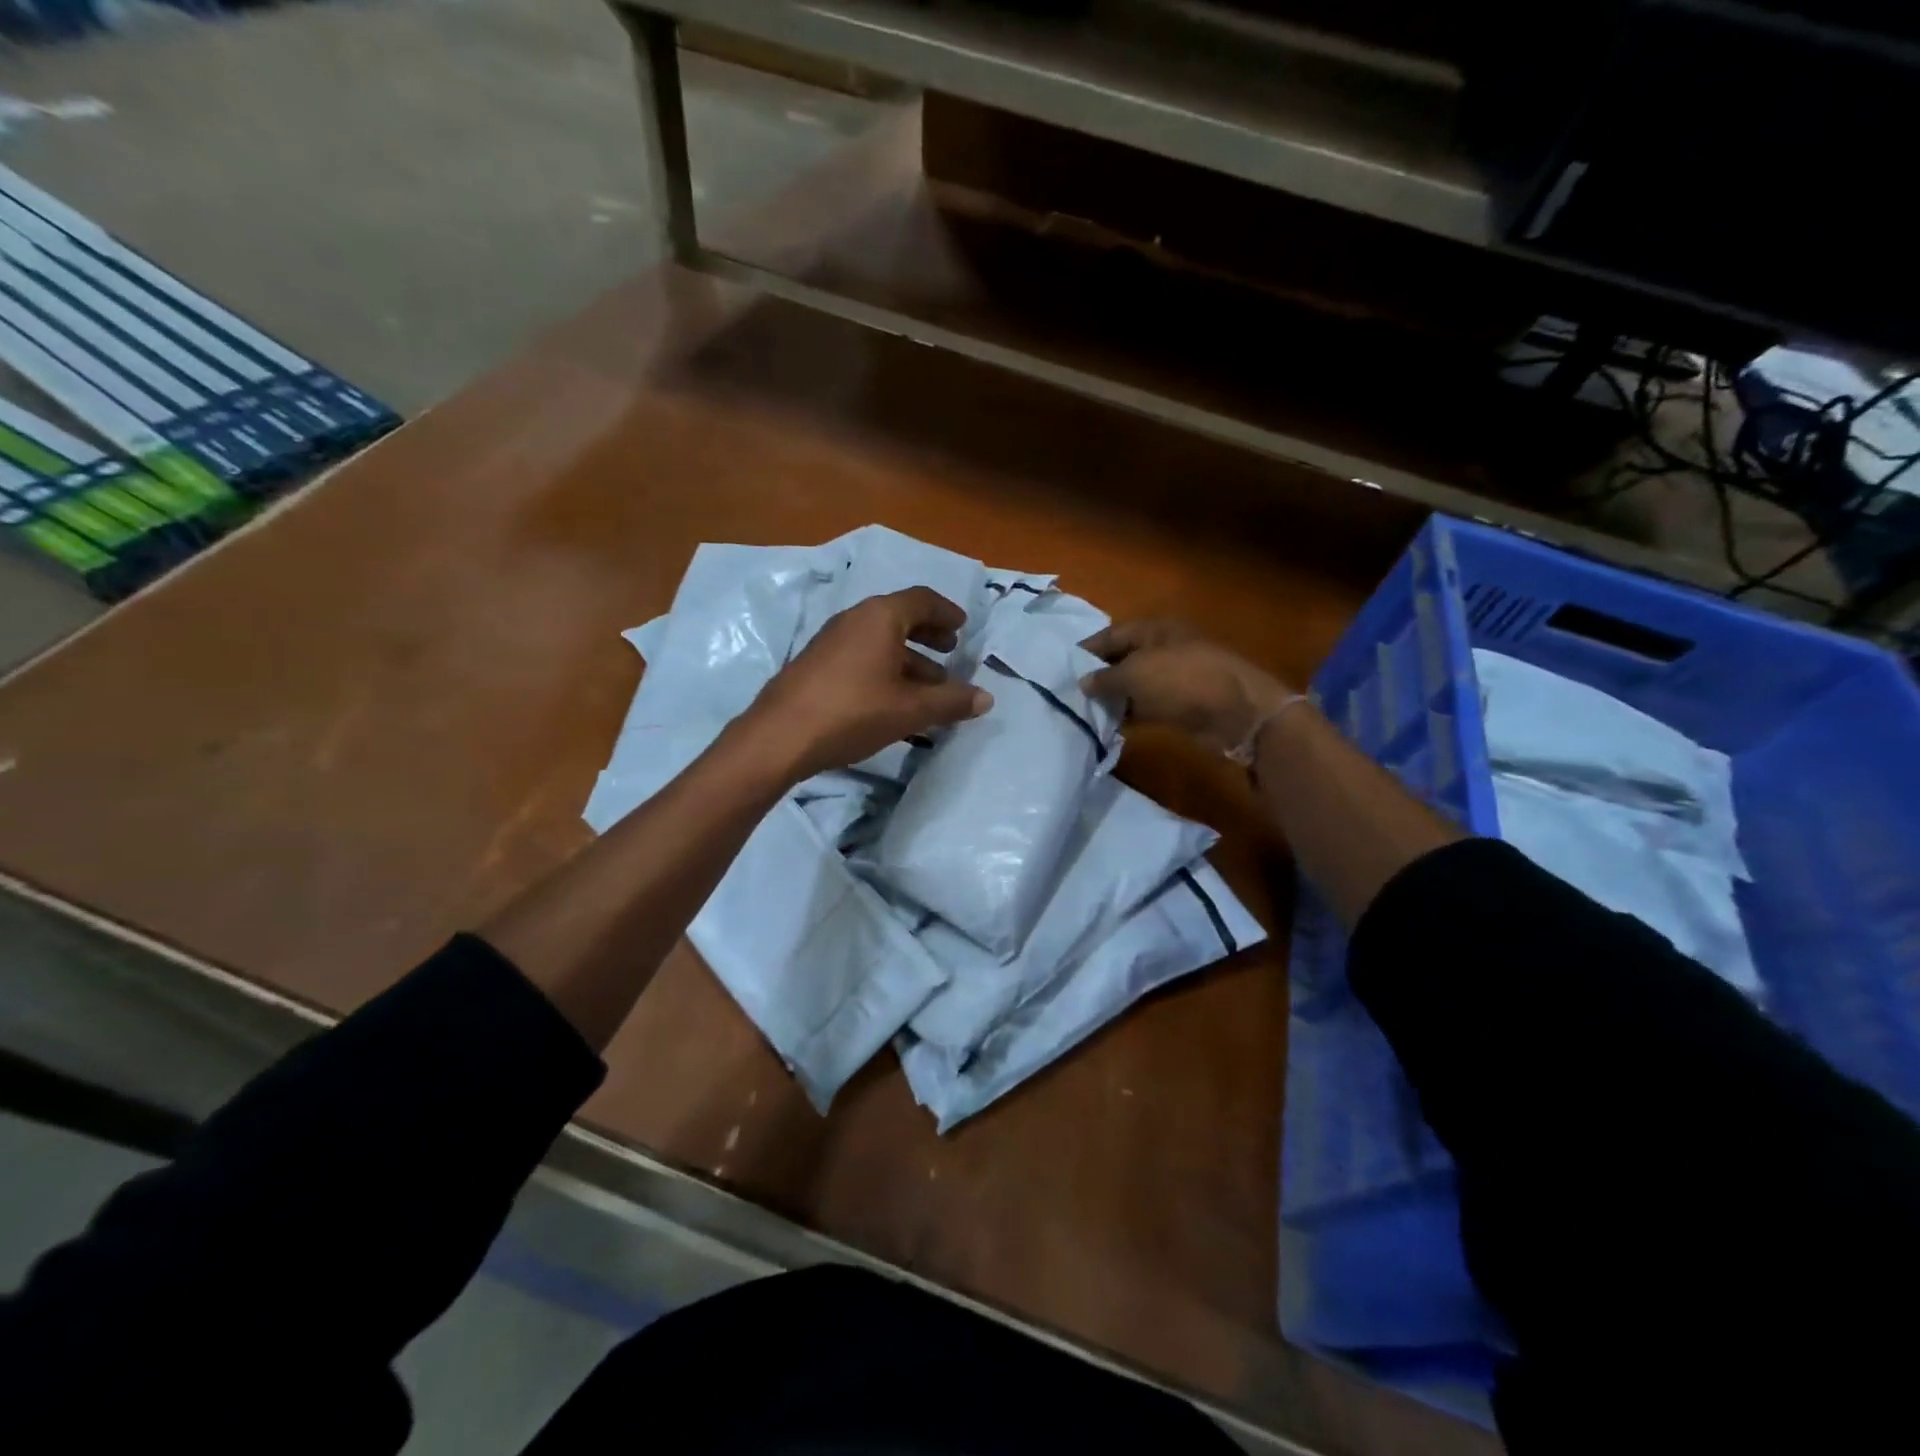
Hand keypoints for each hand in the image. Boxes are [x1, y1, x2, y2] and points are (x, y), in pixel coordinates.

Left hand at [737, 587, 993, 783]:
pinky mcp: (816, 665)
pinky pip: (861, 657)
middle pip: (899, 617)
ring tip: (929, 686)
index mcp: (880, 617)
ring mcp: (830, 641)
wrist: (780, 736)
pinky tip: (893, 701)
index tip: (962, 627)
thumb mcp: (910, 709)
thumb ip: (951, 702)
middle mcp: (854, 619)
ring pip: (879, 642)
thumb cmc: (853, 712)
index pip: (922, 600)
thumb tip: (986, 698)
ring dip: (908, 659)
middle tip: (950, 650)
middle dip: (928, 635)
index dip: (946, 612)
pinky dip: (884, 669)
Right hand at [1080, 619, 1296, 753]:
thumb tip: (1083, 682)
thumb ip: (1105, 678)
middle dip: (1100, 675)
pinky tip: (1111, 725)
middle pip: (1124, 659)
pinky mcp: (1182, 704)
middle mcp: (1164, 648)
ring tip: (1085, 711)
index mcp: (1155, 630)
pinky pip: (1149, 706)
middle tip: (1071, 692)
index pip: (1112, 634)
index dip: (1088, 649)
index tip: (1064, 666)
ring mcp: (1175, 677)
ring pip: (1136, 685)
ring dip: (1115, 697)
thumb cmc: (1181, 680)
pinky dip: (1132, 714)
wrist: (1235, 711)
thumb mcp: (1135, 674)